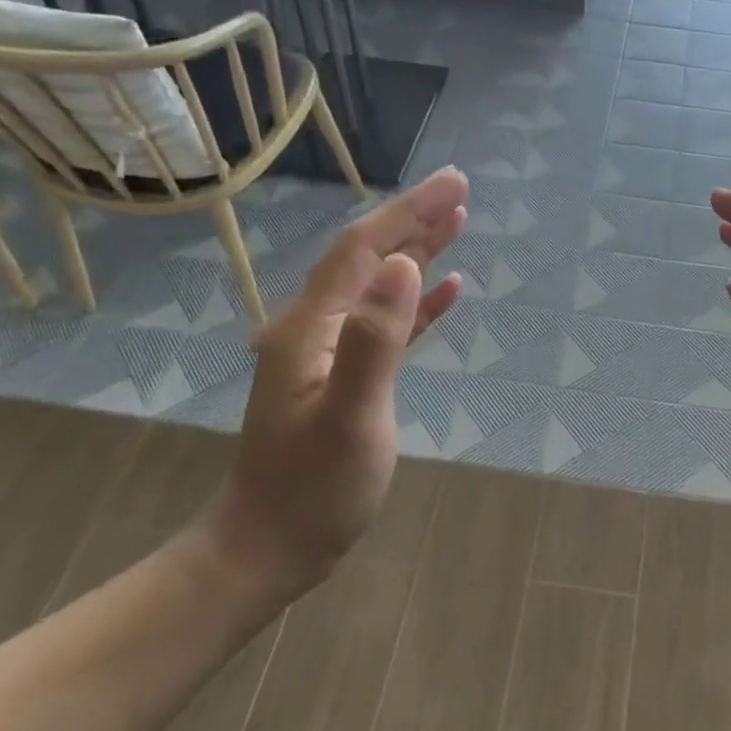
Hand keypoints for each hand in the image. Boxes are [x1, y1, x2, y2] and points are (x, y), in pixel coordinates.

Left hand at [197, 167, 468, 600]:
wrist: (269, 547)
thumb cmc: (313, 489)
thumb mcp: (351, 416)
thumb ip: (376, 338)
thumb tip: (405, 265)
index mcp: (311, 326)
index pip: (365, 249)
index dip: (410, 211)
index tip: (455, 183)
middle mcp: (315, 326)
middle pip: (369, 257)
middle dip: (415, 220)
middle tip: (461, 191)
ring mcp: (327, 351)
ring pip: (378, 285)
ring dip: (416, 252)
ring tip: (458, 224)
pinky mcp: (344, 375)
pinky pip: (385, 323)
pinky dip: (416, 302)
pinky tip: (445, 292)